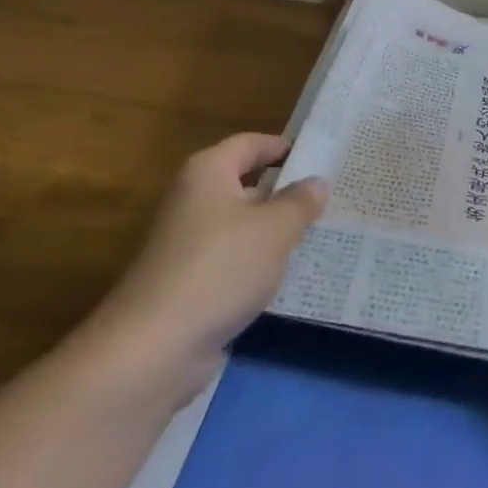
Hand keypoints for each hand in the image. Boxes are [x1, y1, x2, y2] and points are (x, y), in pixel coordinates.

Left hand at [87, 134, 326, 397]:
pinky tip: (289, 275)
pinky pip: (233, 259)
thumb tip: (317, 182)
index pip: (250, 144)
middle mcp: (193, 199)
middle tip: (330, 197)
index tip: (320, 156)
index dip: (282, 146)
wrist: (157, 344)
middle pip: (245, 183)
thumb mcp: (275, 229)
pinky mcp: (189, 280)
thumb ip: (300, 202)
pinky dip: (259, 262)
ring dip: (274, 230)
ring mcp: (187, 242)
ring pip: (241, 224)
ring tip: (320, 234)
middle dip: (284, 190)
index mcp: (207, 171)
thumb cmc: (221, 267)